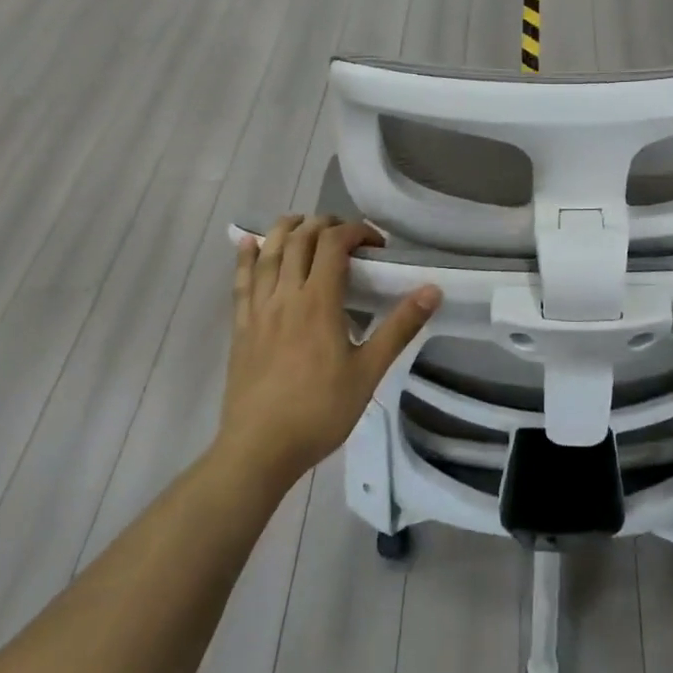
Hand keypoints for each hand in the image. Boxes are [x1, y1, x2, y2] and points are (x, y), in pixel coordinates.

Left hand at [216, 215, 441, 488]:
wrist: (260, 448)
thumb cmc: (320, 411)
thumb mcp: (369, 372)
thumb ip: (399, 328)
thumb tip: (432, 290)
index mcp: (319, 302)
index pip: (334, 243)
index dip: (357, 231)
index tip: (377, 245)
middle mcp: (286, 295)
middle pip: (300, 239)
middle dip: (325, 224)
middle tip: (347, 234)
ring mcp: (258, 309)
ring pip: (268, 252)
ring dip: (287, 229)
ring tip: (304, 223)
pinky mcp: (240, 326)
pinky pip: (241, 280)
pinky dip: (246, 256)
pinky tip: (248, 243)